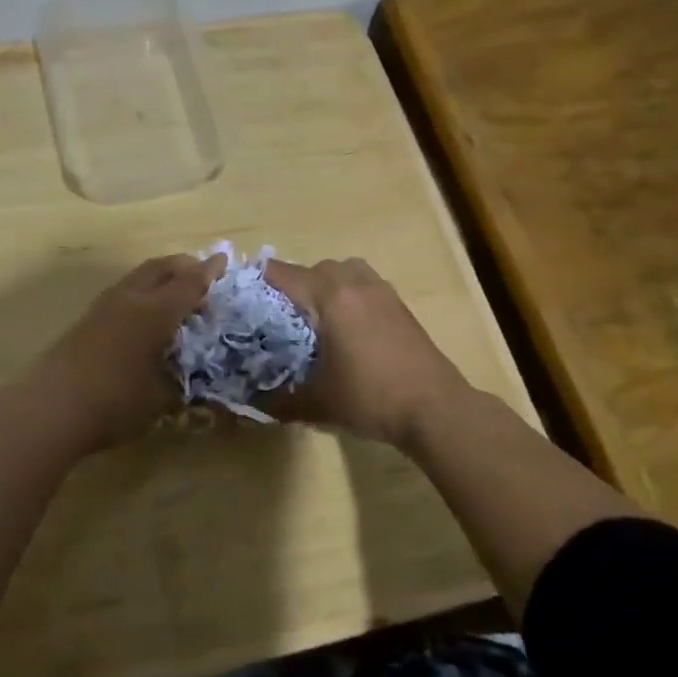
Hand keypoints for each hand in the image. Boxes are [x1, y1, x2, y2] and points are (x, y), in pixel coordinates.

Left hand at [25, 254, 222, 453]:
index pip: (189, 283)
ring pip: (138, 276)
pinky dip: (142, 290)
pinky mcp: (87, 318)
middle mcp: (131, 299)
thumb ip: (180, 383)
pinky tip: (143, 312)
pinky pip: (124, 291)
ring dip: (160, 276)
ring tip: (173, 291)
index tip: (224, 260)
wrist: (51, 407)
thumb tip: (190, 378)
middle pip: (161, 268)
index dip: (208, 273)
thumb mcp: (160, 399)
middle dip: (183, 265)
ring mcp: (104, 306)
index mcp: (155, 312)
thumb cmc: (114, 402)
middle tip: (200, 272)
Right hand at [262, 258, 469, 447]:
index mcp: (329, 296)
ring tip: (317, 318)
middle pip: (313, 269)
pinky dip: (349, 294)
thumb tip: (253, 403)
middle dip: (294, 287)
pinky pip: (363, 284)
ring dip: (325, 285)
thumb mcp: (319, 402)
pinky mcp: (398, 304)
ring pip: (342, 271)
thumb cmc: (371, 397)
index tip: (242, 295)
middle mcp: (353, 282)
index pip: (282, 274)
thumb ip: (281, 399)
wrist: (435, 407)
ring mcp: (380, 290)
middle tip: (280, 318)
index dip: (258, 281)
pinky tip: (348, 328)